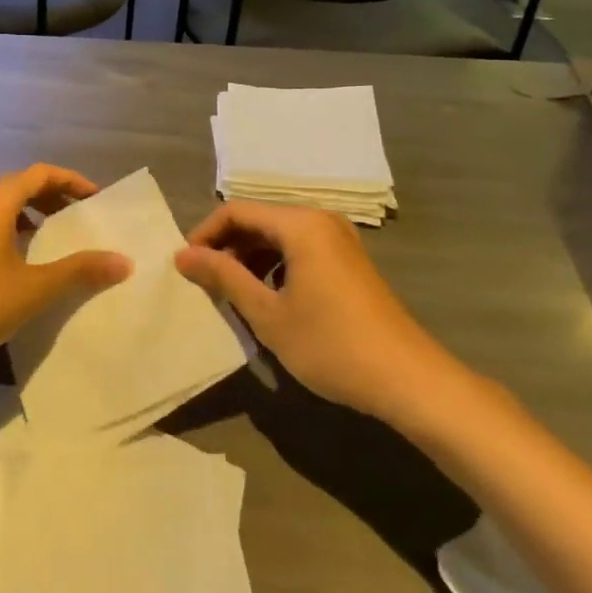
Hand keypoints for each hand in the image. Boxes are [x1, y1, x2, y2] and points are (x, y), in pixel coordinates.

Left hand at [0, 164, 131, 367]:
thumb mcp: (34, 288)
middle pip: (18, 184)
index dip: (72, 181)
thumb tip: (123, 261)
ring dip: (25, 212)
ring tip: (47, 236)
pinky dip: (3, 226)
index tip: (95, 198)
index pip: (41, 173)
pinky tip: (10, 257)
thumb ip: (79, 270)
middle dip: (50, 196)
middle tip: (77, 216)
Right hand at [175, 201, 468, 428]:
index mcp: (300, 224)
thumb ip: (224, 277)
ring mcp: (339, 240)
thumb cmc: (331, 344)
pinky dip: (276, 266)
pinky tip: (269, 299)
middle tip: (205, 281)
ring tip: (233, 293)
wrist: (408, 380)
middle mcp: (320, 220)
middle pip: (258, 220)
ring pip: (279, 236)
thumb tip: (182, 255)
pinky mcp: (349, 261)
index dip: (205, 234)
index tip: (185, 266)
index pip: (236, 212)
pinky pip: (300, 250)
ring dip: (250, 258)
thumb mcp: (268, 314)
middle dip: (227, 247)